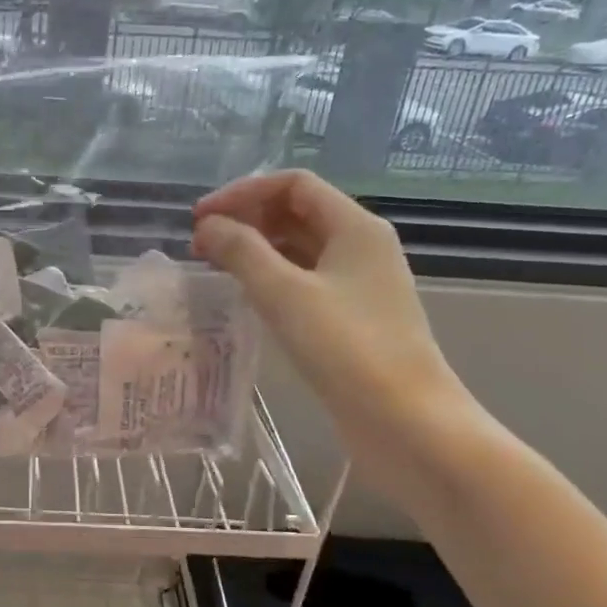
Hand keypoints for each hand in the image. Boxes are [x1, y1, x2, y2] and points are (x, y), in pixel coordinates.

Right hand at [194, 170, 474, 497]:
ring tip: (214, 267)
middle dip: (246, 219)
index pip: (293, 184)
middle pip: (297, 211)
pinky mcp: (352, 316)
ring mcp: (359, 283)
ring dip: (256, 249)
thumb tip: (208, 226)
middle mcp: (361, 246)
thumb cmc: (347, 349)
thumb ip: (241, 252)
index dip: (242, 193)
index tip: (201, 218)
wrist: (406, 422)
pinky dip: (271, 277)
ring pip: (299, 248)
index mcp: (355, 227)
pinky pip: (304, 280)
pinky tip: (245, 296)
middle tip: (200, 245)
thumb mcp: (285, 294)